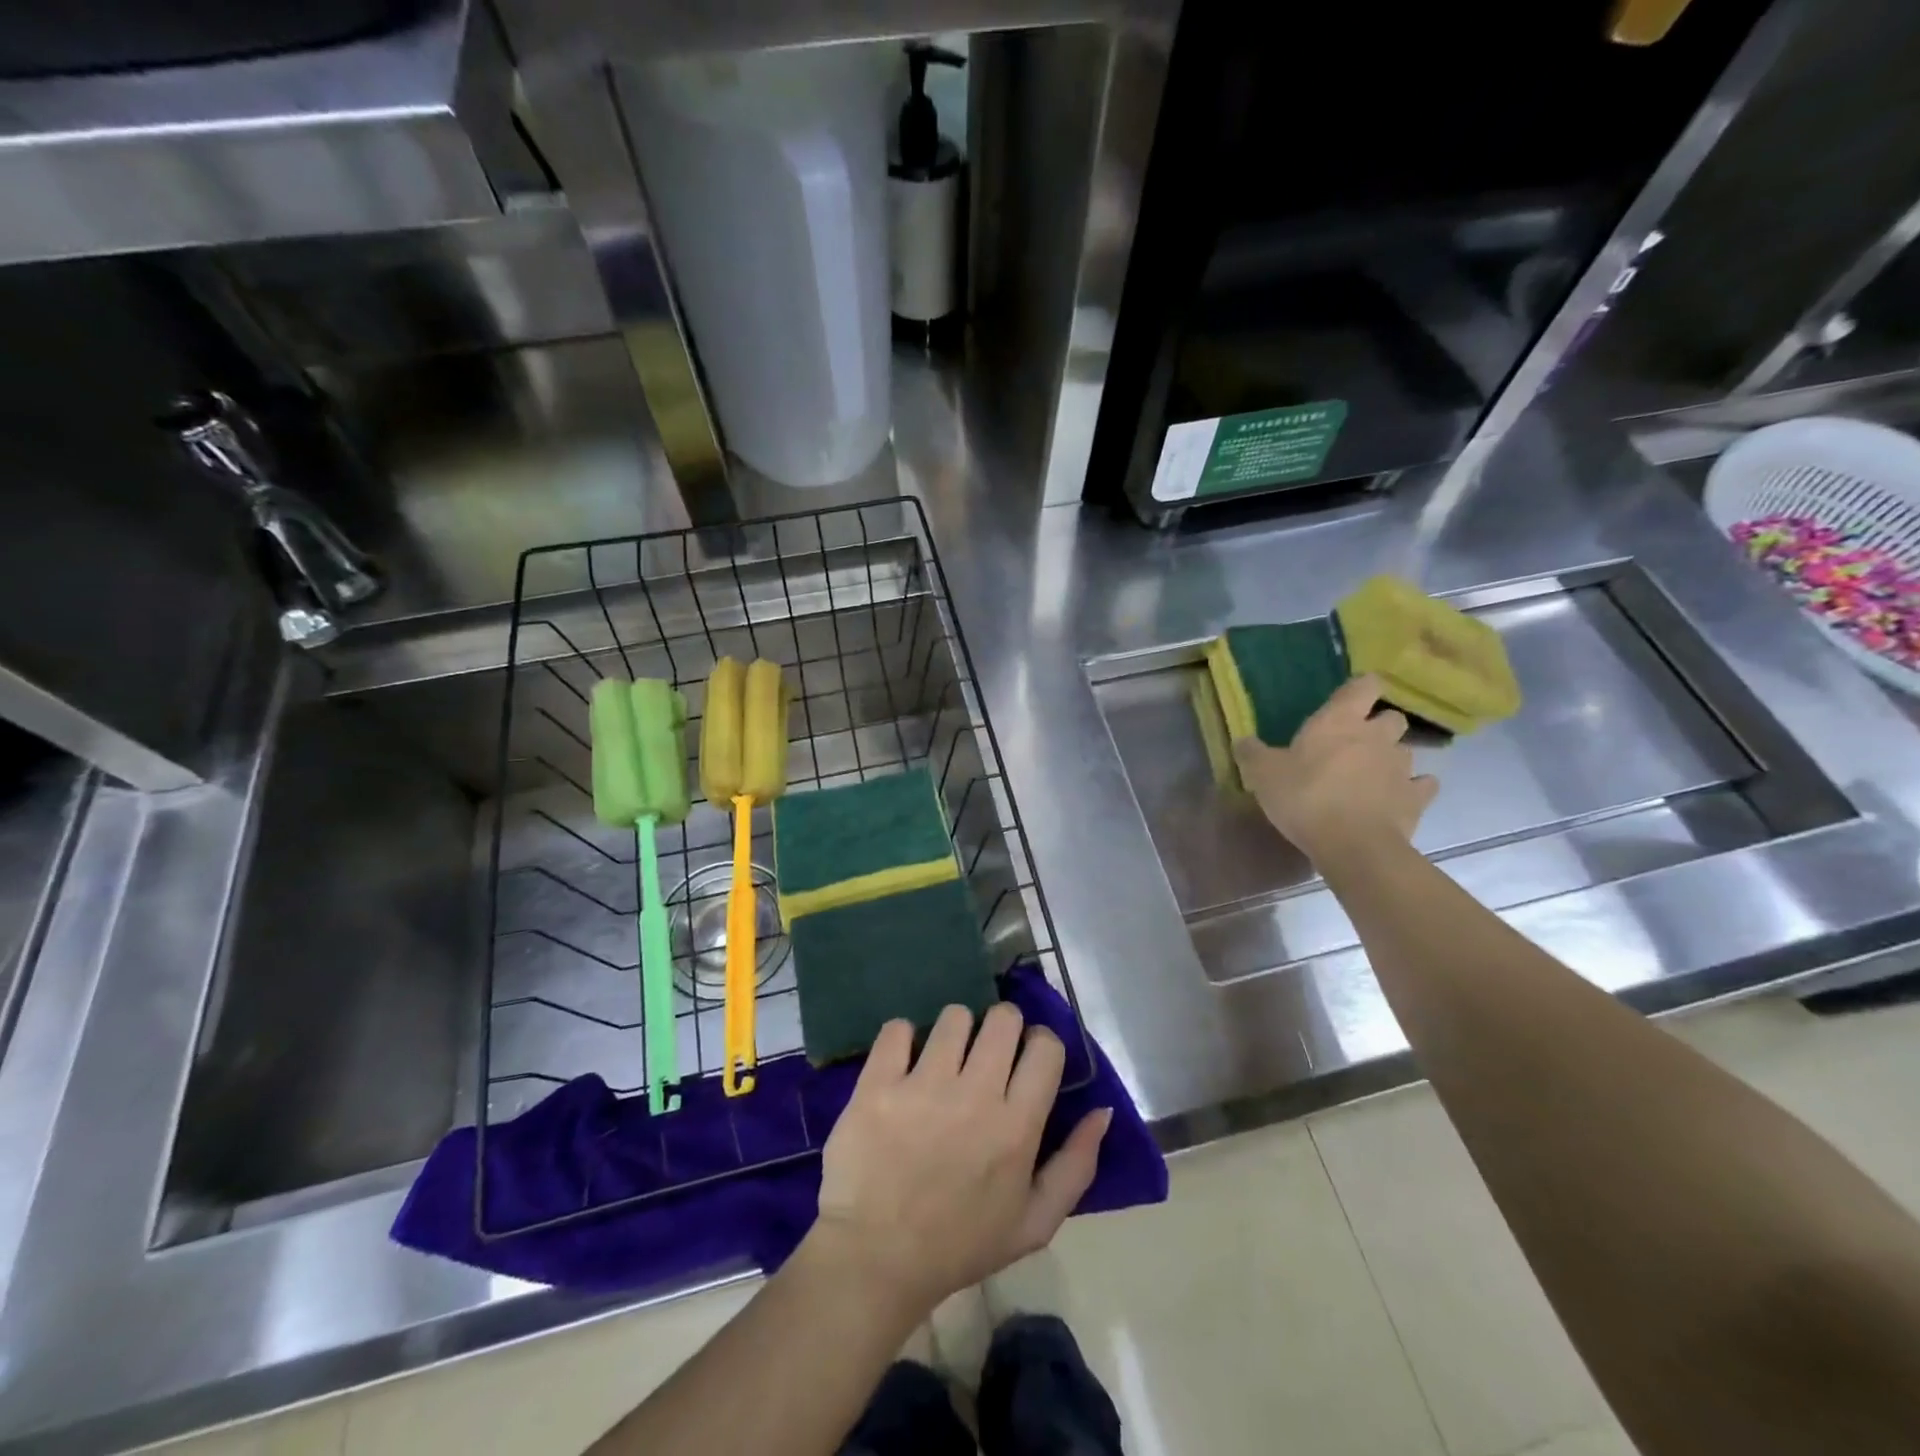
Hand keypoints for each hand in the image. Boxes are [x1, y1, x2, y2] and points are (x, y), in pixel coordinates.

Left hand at [809, 1004, 1111, 1319]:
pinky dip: (902, 1039)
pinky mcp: (878, 1083)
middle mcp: (975, 1094)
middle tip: (986, 1054)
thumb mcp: (1035, 1223)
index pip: (1046, 1047)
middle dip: (1002, 1028)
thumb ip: (1077, 1165)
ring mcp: (923, 1085)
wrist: (877, 1261)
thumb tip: (1102, 1110)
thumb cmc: (960, 1244)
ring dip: (954, 1033)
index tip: (1025, 1060)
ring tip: (943, 1060)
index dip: (1040, 1045)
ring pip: (954, 1016)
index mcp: (1017, 1127)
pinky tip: (902, 1064)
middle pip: (1003, 1018)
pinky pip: (897, 1028)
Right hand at [1233, 673, 1437, 863]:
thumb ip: (1252, 753)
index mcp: (1340, 721)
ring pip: (1406, 751)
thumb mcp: (1262, 774)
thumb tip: (1242, 741)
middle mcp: (1377, 736)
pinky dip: (1412, 789)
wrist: (1353, 845)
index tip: (1349, 699)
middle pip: (1392, 717)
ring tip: (1371, 777)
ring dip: (1391, 759)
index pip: (1364, 685)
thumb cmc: (1305, 797)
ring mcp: (1402, 767)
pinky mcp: (1416, 798)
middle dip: (1379, 726)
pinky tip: (1396, 798)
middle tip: (1355, 744)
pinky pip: (1422, 786)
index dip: (1360, 688)